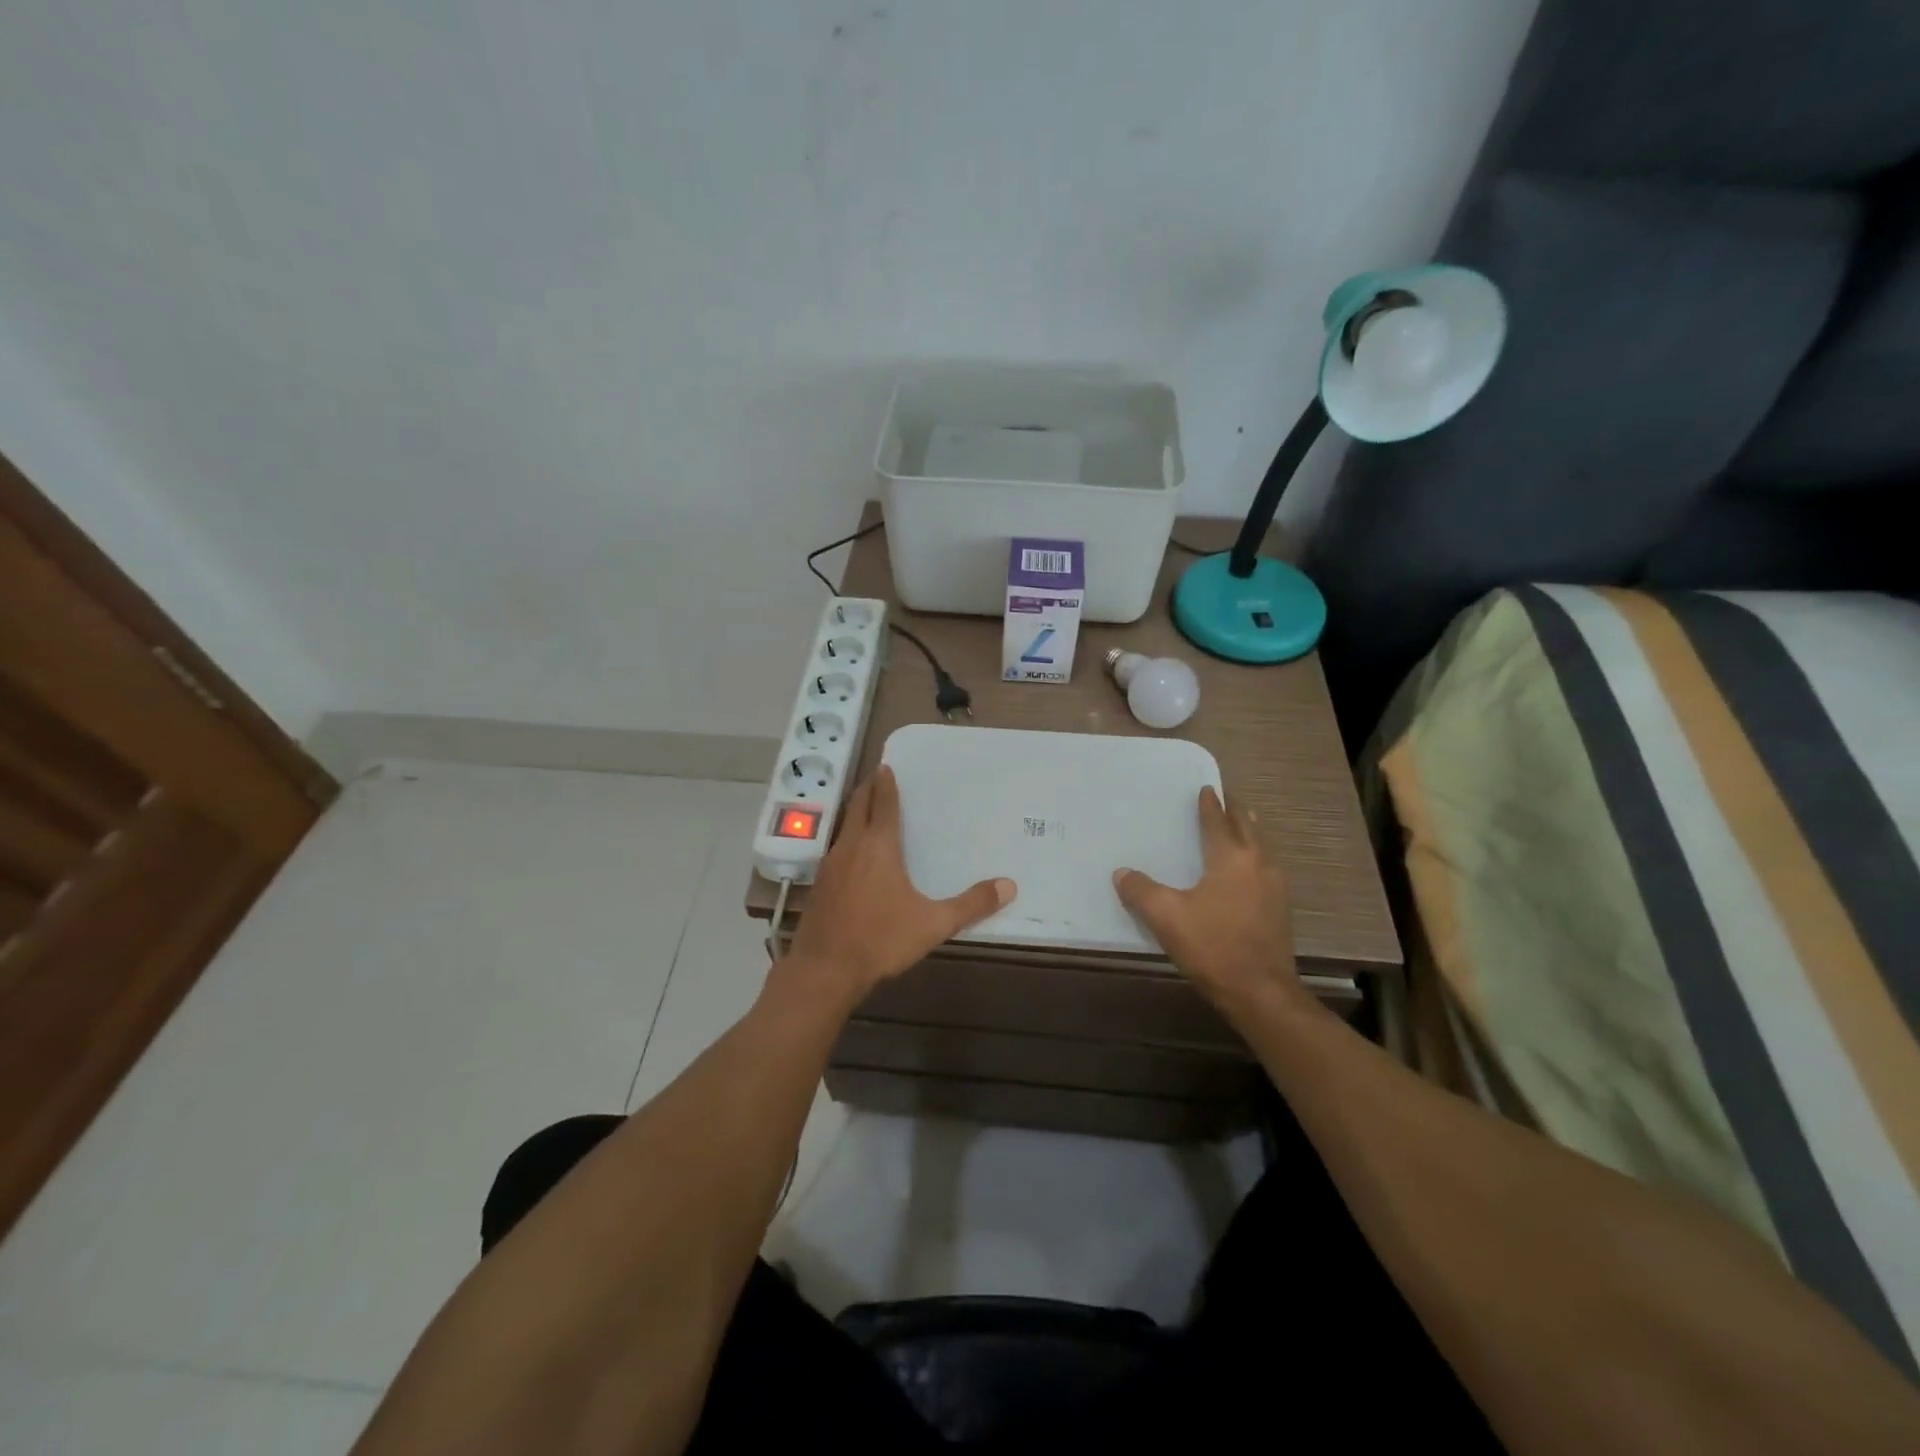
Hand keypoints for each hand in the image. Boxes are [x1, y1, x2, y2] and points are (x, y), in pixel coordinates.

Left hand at [781, 766, 1015, 1007]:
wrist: (825, 969)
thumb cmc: (881, 939)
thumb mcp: (933, 924)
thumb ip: (971, 904)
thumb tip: (1009, 886)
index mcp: (879, 846)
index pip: (882, 804)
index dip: (885, 784)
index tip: (886, 766)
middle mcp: (851, 846)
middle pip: (857, 806)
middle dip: (867, 789)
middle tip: (876, 776)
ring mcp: (830, 865)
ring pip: (843, 826)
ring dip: (855, 812)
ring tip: (867, 809)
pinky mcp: (819, 884)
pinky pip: (835, 849)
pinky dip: (847, 838)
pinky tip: (853, 855)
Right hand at [1113, 786, 1305, 1015]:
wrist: (1261, 992)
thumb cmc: (1213, 946)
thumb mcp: (1166, 917)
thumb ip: (1141, 891)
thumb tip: (1122, 873)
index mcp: (1232, 858)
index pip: (1218, 822)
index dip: (1210, 805)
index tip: (1207, 788)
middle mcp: (1258, 864)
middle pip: (1248, 827)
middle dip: (1235, 811)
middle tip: (1224, 798)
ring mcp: (1275, 887)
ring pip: (1262, 847)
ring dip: (1249, 831)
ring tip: (1240, 824)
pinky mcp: (1280, 909)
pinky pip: (1266, 867)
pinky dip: (1255, 855)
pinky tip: (1247, 869)